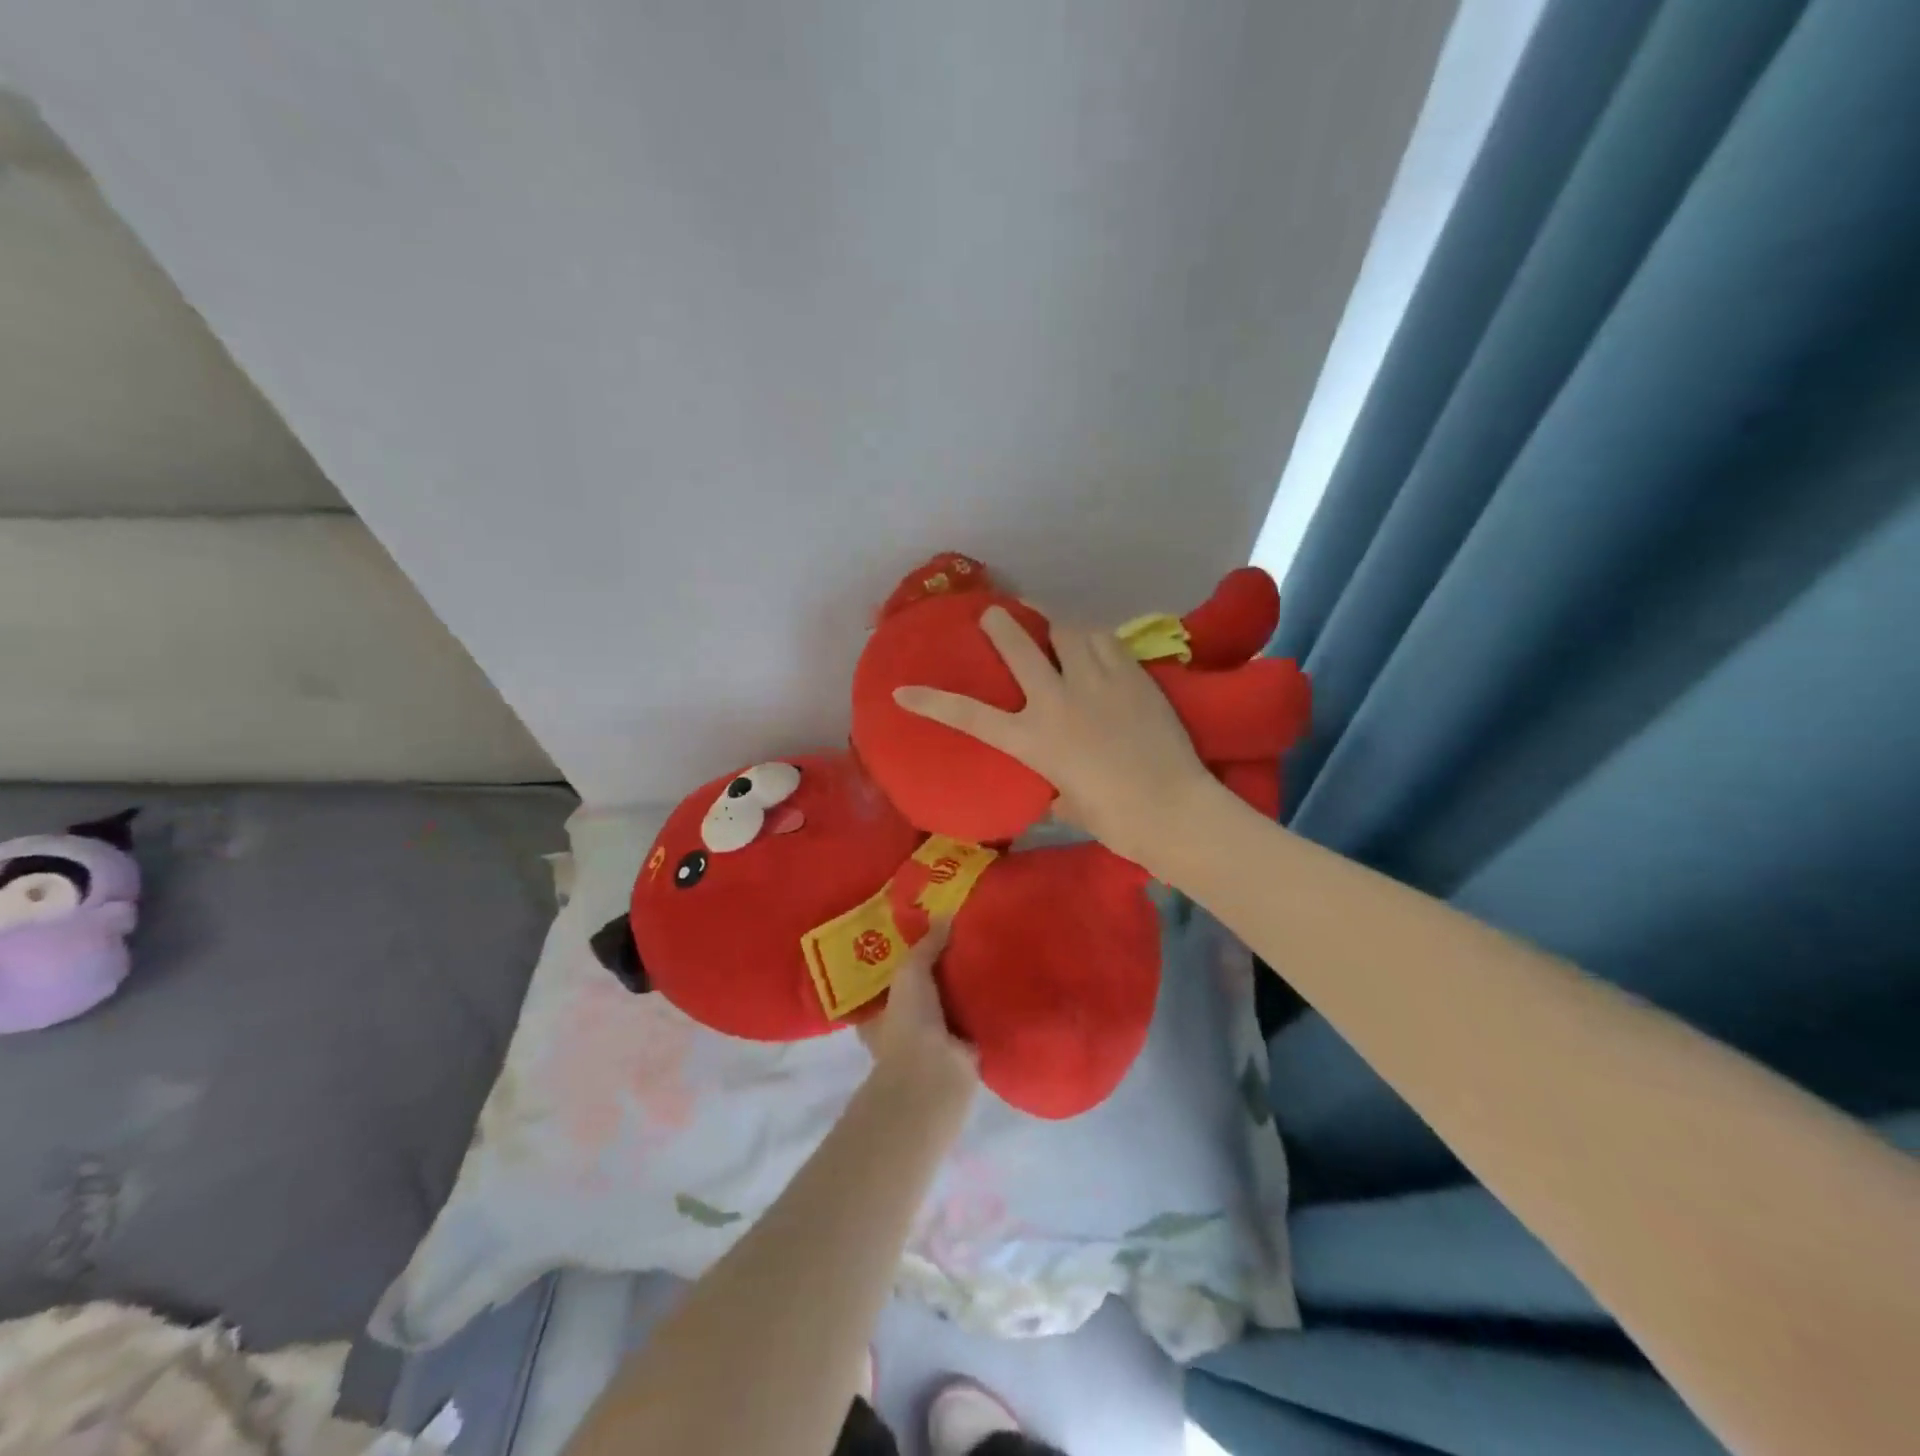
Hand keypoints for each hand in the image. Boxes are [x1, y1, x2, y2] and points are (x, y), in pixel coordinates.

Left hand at [856, 921, 977, 1107]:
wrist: (935, 1074)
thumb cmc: (908, 1022)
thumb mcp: (910, 971)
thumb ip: (926, 944)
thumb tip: (945, 914)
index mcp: (879, 1014)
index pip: (887, 981)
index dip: (901, 959)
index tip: (920, 934)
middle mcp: (903, 1027)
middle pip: (921, 990)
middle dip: (938, 970)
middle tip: (959, 935)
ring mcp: (934, 1041)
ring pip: (949, 1004)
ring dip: (963, 987)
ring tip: (984, 950)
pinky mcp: (963, 1049)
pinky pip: (974, 1018)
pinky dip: (984, 1004)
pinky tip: (1000, 979)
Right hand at [893, 606, 1213, 866]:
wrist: (1174, 808)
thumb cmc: (1117, 821)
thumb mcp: (1069, 805)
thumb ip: (1053, 784)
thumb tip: (1054, 783)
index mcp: (1033, 740)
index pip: (969, 716)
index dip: (930, 701)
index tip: (902, 690)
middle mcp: (1057, 700)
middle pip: (1018, 644)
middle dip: (999, 622)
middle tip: (994, 614)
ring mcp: (1096, 681)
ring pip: (1066, 629)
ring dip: (1053, 625)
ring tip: (1052, 627)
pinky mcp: (1132, 674)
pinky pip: (1105, 639)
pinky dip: (1091, 637)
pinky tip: (1092, 643)